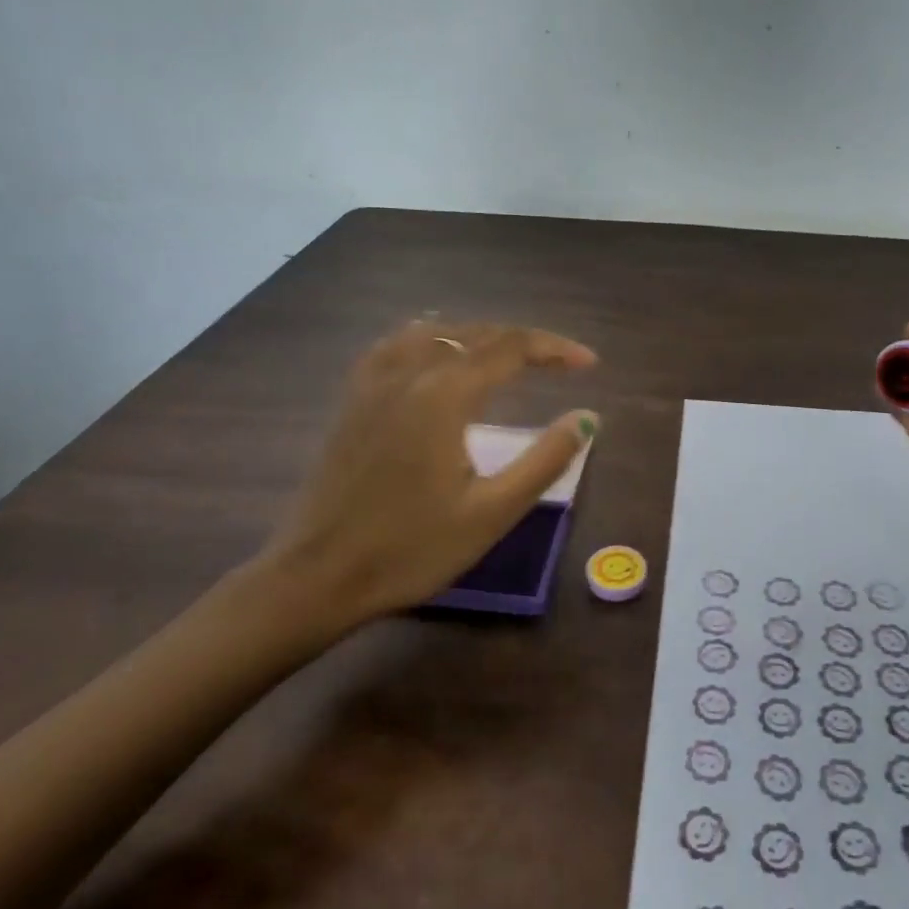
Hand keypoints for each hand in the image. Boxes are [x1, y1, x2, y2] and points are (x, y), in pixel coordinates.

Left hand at [233, 320, 597, 649]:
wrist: (318, 577)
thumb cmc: (411, 549)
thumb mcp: (493, 512)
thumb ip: (545, 460)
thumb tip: (587, 419)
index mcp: (445, 395)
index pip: (512, 348)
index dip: (555, 349)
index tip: (590, 363)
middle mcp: (409, 372)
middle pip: (477, 333)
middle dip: (525, 341)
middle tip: (562, 362)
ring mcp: (374, 382)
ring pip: (437, 331)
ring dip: (481, 335)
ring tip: (510, 354)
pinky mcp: (353, 398)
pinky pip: (398, 344)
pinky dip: (433, 336)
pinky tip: (438, 351)